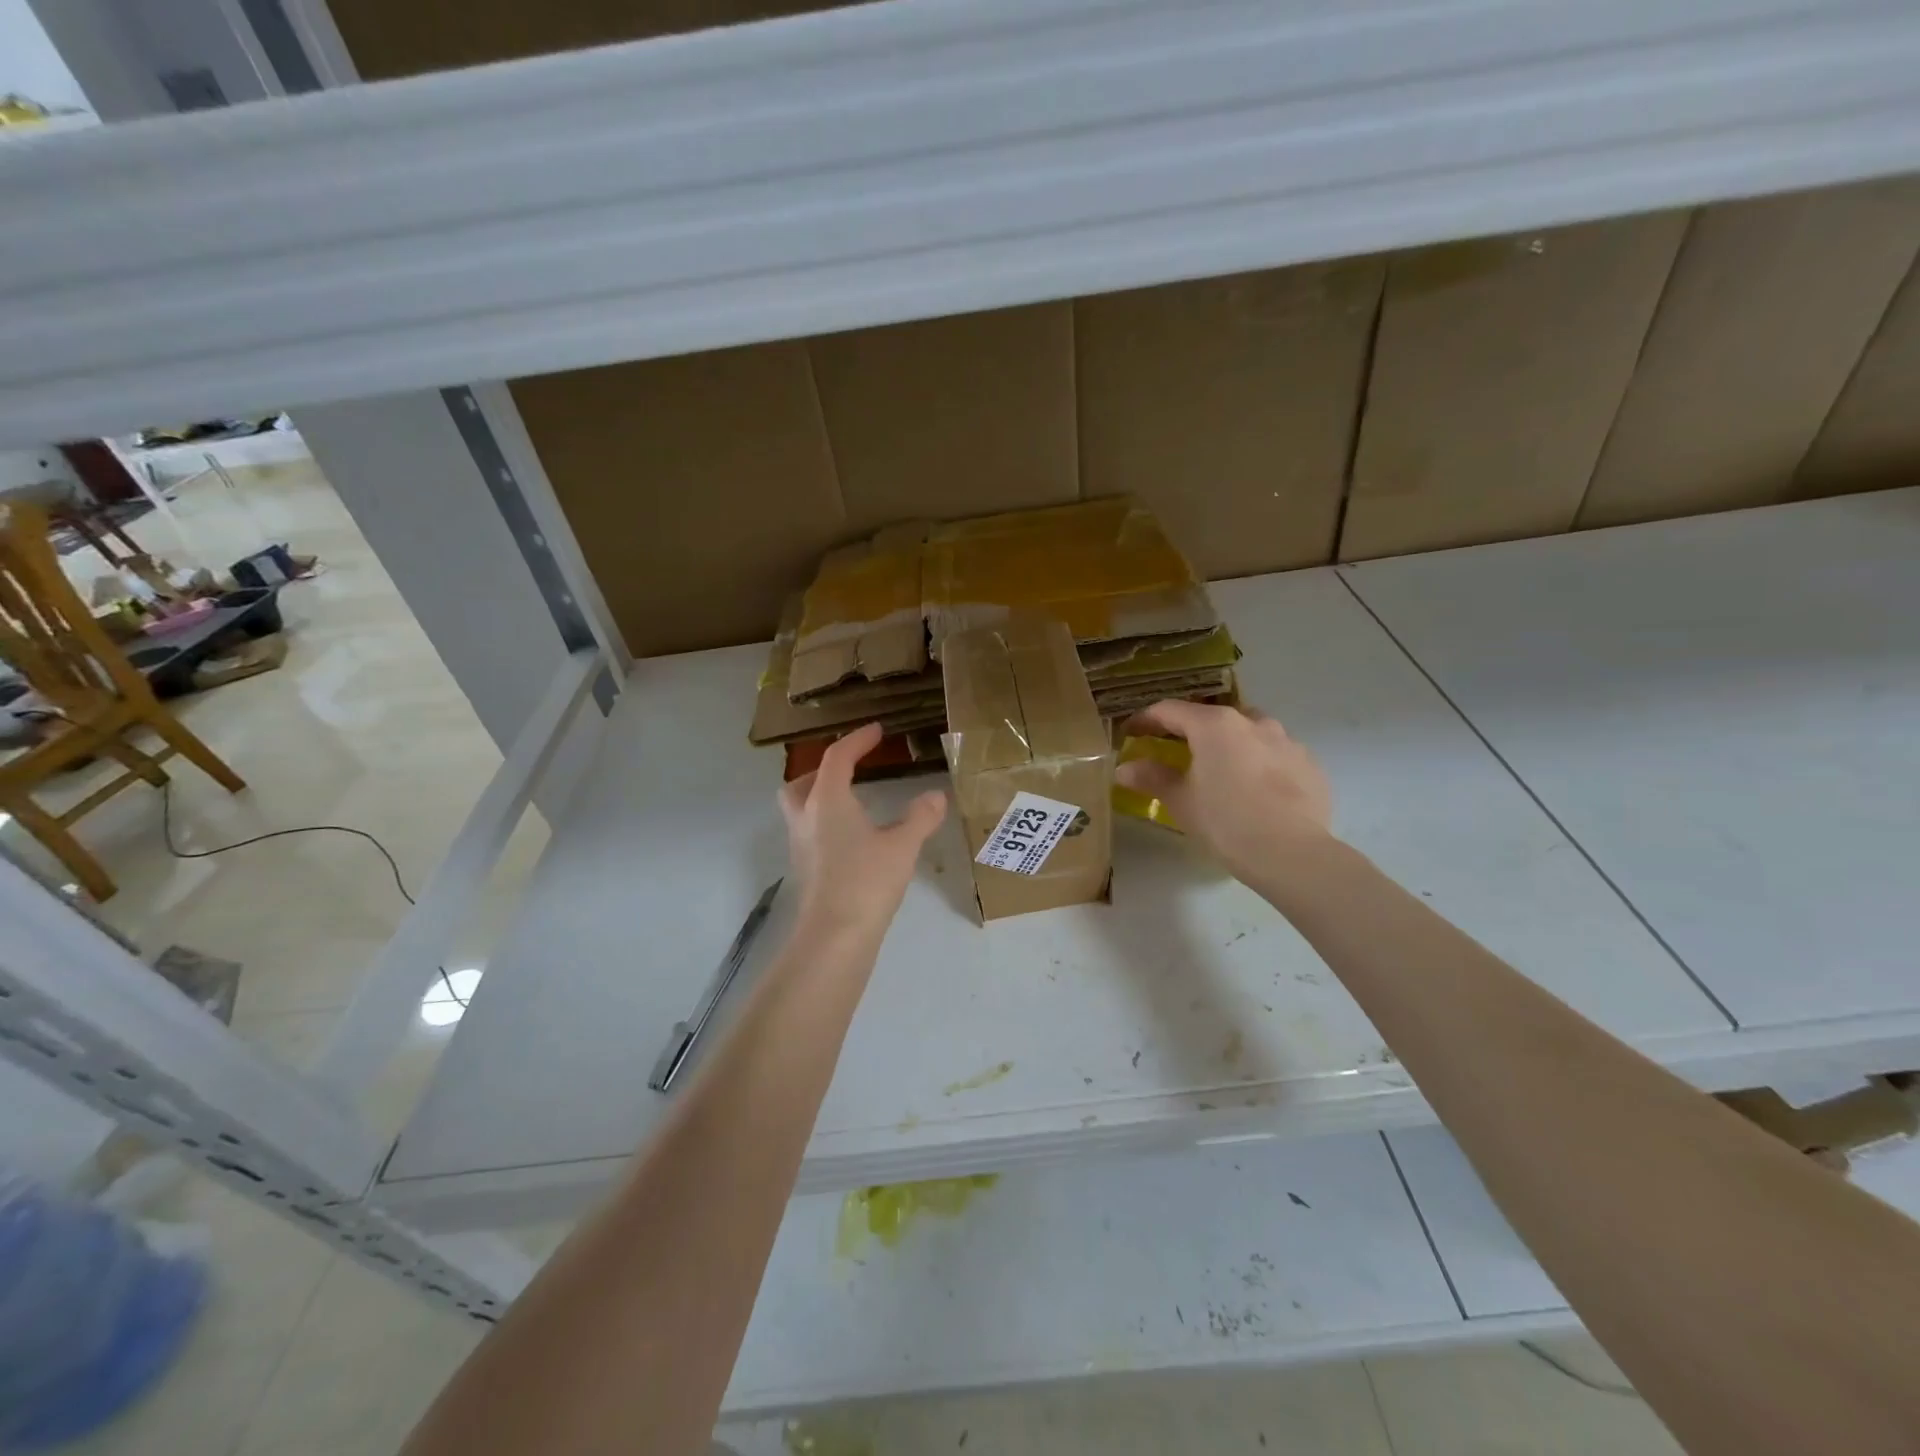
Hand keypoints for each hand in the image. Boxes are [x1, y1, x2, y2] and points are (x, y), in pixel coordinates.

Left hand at [779, 723, 946, 936]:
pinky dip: (826, 824)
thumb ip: (920, 817)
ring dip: (820, 797)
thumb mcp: (902, 846)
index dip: (857, 740)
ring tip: (852, 802)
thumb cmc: (866, 882)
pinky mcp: (805, 870)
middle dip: (822, 770)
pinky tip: (853, 838)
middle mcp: (806, 818)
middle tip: (848, 770)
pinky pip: (809, 833)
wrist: (834, 937)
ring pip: (800, 809)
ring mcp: (801, 846)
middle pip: (801, 782)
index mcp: (827, 801)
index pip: (837, 758)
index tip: (876, 731)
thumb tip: (936, 796)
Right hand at [1116, 700, 1333, 883]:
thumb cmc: (1226, 822)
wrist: (1292, 854)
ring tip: (1221, 770)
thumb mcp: (1181, 801)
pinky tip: (1256, 791)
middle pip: (1213, 717)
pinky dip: (1260, 764)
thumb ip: (1152, 778)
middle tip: (1176, 751)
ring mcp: (1287, 741)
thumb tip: (1124, 769)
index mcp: (1215, 725)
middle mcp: (1253, 722)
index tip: (1131, 732)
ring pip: (1250, 733)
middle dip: (1191, 731)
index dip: (1146, 719)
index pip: (1170, 710)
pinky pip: (1277, 755)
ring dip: (1230, 744)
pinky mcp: (1310, 764)